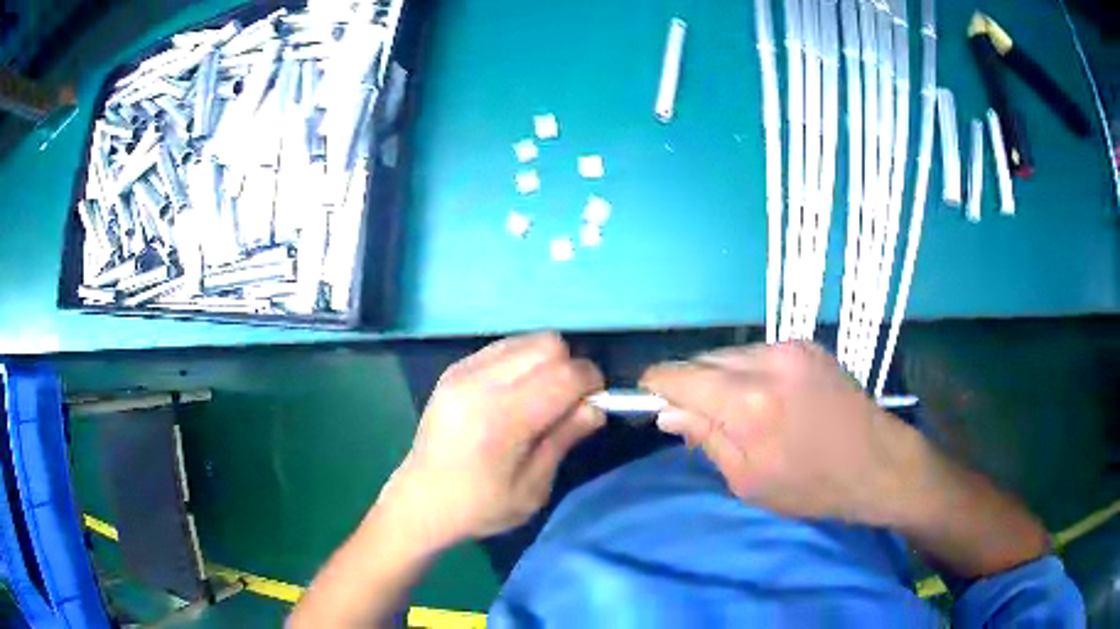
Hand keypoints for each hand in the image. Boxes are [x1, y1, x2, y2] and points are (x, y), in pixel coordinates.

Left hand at [382, 332, 604, 548]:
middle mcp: (481, 383)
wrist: (421, 501)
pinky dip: (521, 362)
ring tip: (539, 397)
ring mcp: (463, 371)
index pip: (565, 374)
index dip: (591, 383)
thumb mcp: (533, 487)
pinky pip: (503, 347)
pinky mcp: (453, 369)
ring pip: (528, 340)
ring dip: (546, 362)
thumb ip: (565, 438)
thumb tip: (596, 407)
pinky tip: (513, 393)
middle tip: (566, 402)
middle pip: (549, 345)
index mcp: (502, 418)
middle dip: (569, 368)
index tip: (594, 402)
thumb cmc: (480, 506)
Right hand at [641, 341, 919, 523]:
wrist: (878, 463)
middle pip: (703, 359)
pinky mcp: (807, 345)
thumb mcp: (748, 480)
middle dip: (691, 385)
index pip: (679, 375)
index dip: (657, 387)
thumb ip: (705, 439)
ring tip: (735, 411)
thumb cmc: (811, 486)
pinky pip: (758, 352)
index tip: (651, 402)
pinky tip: (764, 397)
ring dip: (720, 377)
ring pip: (730, 353)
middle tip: (697, 419)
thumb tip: (667, 413)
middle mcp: (766, 361)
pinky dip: (747, 371)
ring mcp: (790, 347)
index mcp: (748, 403)